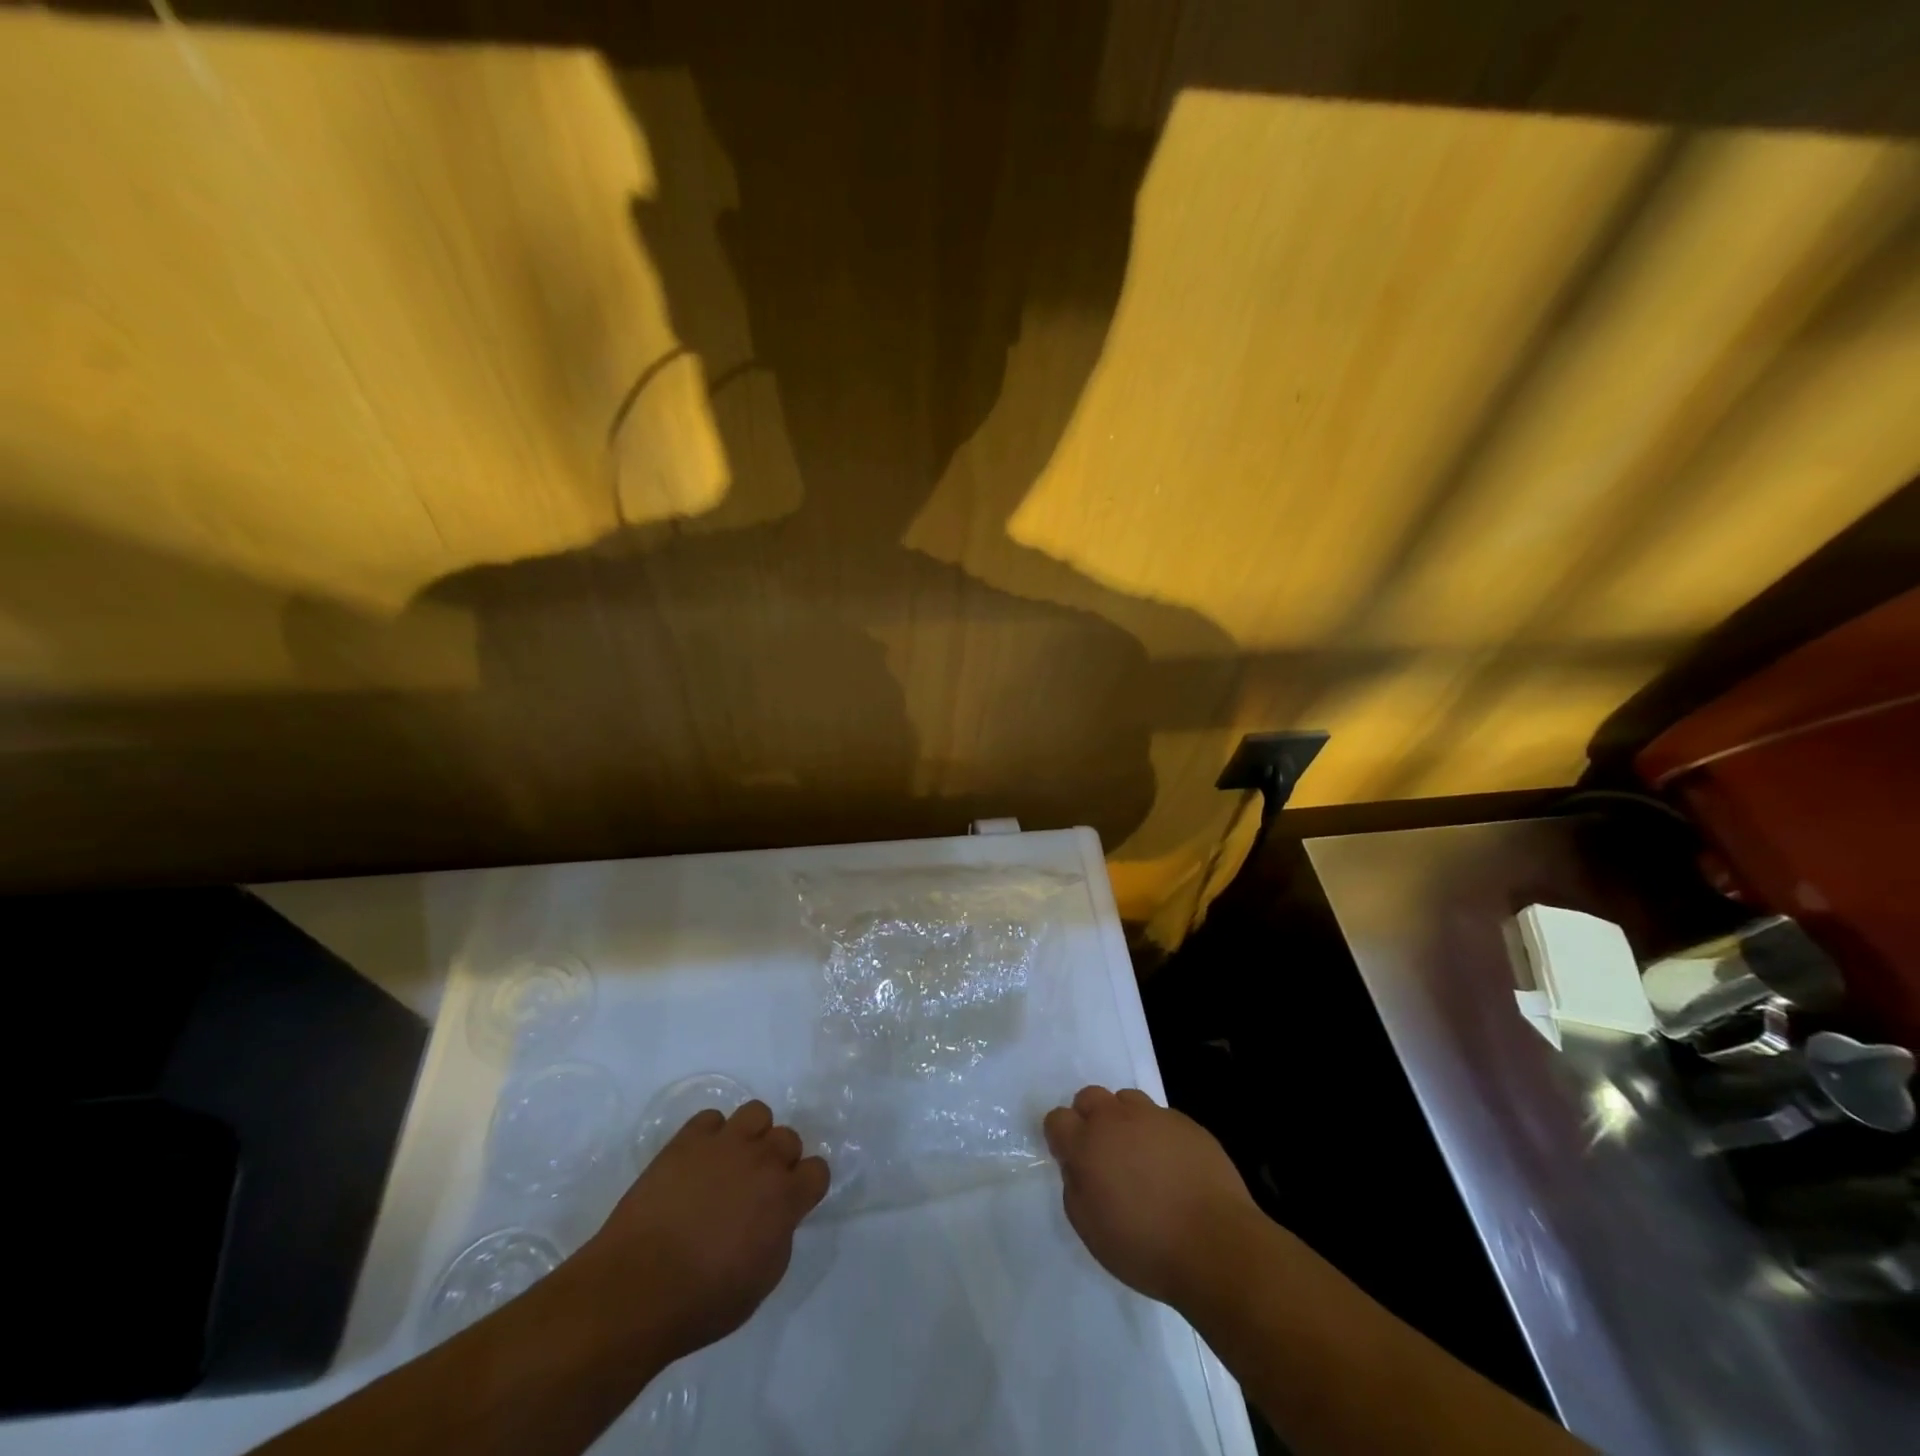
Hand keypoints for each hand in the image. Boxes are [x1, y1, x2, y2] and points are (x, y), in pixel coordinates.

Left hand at [581, 1100, 829, 1362]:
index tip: (791, 1203)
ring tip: (731, 1163)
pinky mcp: (687, 1140)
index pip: (818, 1170)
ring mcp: (724, 1144)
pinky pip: (711, 1119)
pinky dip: (710, 1136)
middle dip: (779, 1160)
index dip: (806, 1187)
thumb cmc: (703, 1301)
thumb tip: (776, 1216)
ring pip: (756, 1113)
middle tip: (756, 1188)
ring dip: (751, 1136)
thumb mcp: (761, 1282)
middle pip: (789, 1138)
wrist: (637, 1289)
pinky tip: (697, 1162)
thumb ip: (779, 1237)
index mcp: (784, 1198)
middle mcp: (761, 1160)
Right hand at [1043, 1085, 1259, 1309]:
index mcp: (1087, 1144)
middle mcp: (1116, 1119)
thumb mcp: (1091, 1230)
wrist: (1216, 1245)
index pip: (1057, 1118)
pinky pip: (1161, 1118)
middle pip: (1089, 1097)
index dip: (1061, 1138)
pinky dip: (1158, 1135)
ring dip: (1125, 1121)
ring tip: (1140, 1157)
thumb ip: (1075, 1187)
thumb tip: (1078, 1166)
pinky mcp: (1186, 1123)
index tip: (1072, 1159)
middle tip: (1104, 1155)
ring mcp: (1154, 1116)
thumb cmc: (1146, 1247)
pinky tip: (1173, 1167)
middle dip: (1089, 1119)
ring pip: (1127, 1101)